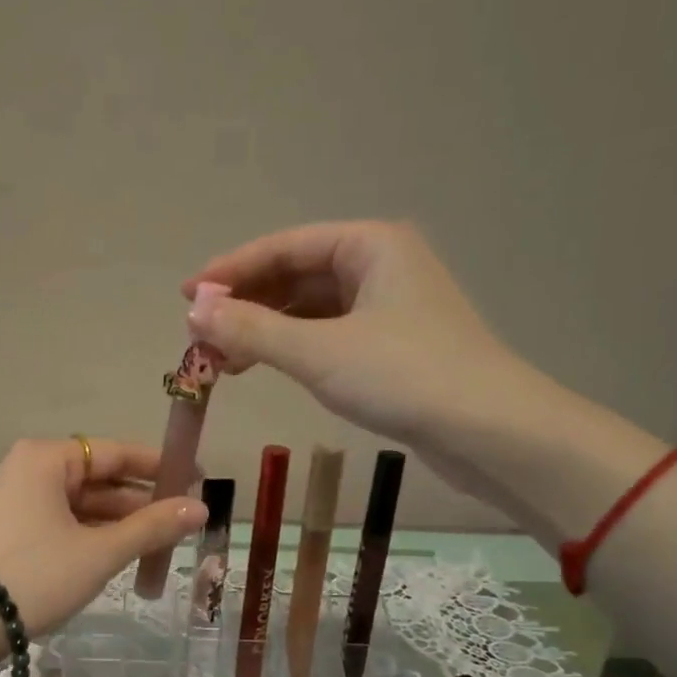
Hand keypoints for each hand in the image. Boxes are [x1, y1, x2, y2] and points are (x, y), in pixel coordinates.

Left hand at [0, 437, 206, 636]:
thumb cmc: (37, 575)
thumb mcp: (100, 552)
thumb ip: (152, 527)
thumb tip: (202, 509)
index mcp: (45, 459)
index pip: (114, 452)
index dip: (158, 466)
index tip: (195, 478)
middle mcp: (25, 470)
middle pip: (96, 478)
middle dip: (139, 501)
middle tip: (182, 519)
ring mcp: (12, 501)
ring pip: (78, 504)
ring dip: (117, 522)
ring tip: (158, 542)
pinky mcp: (6, 531)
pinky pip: (59, 522)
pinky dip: (89, 535)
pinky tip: (118, 552)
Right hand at [181, 221, 557, 490]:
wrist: (490, 432)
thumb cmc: (405, 376)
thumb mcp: (319, 351)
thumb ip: (252, 330)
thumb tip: (194, 311)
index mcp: (369, 245)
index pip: (283, 247)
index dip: (230, 271)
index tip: (186, 296)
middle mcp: (380, 265)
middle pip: (295, 275)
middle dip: (245, 305)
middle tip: (199, 338)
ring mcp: (388, 306)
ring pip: (310, 308)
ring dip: (264, 329)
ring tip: (223, 360)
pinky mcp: (392, 345)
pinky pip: (327, 333)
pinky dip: (292, 347)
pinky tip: (266, 366)